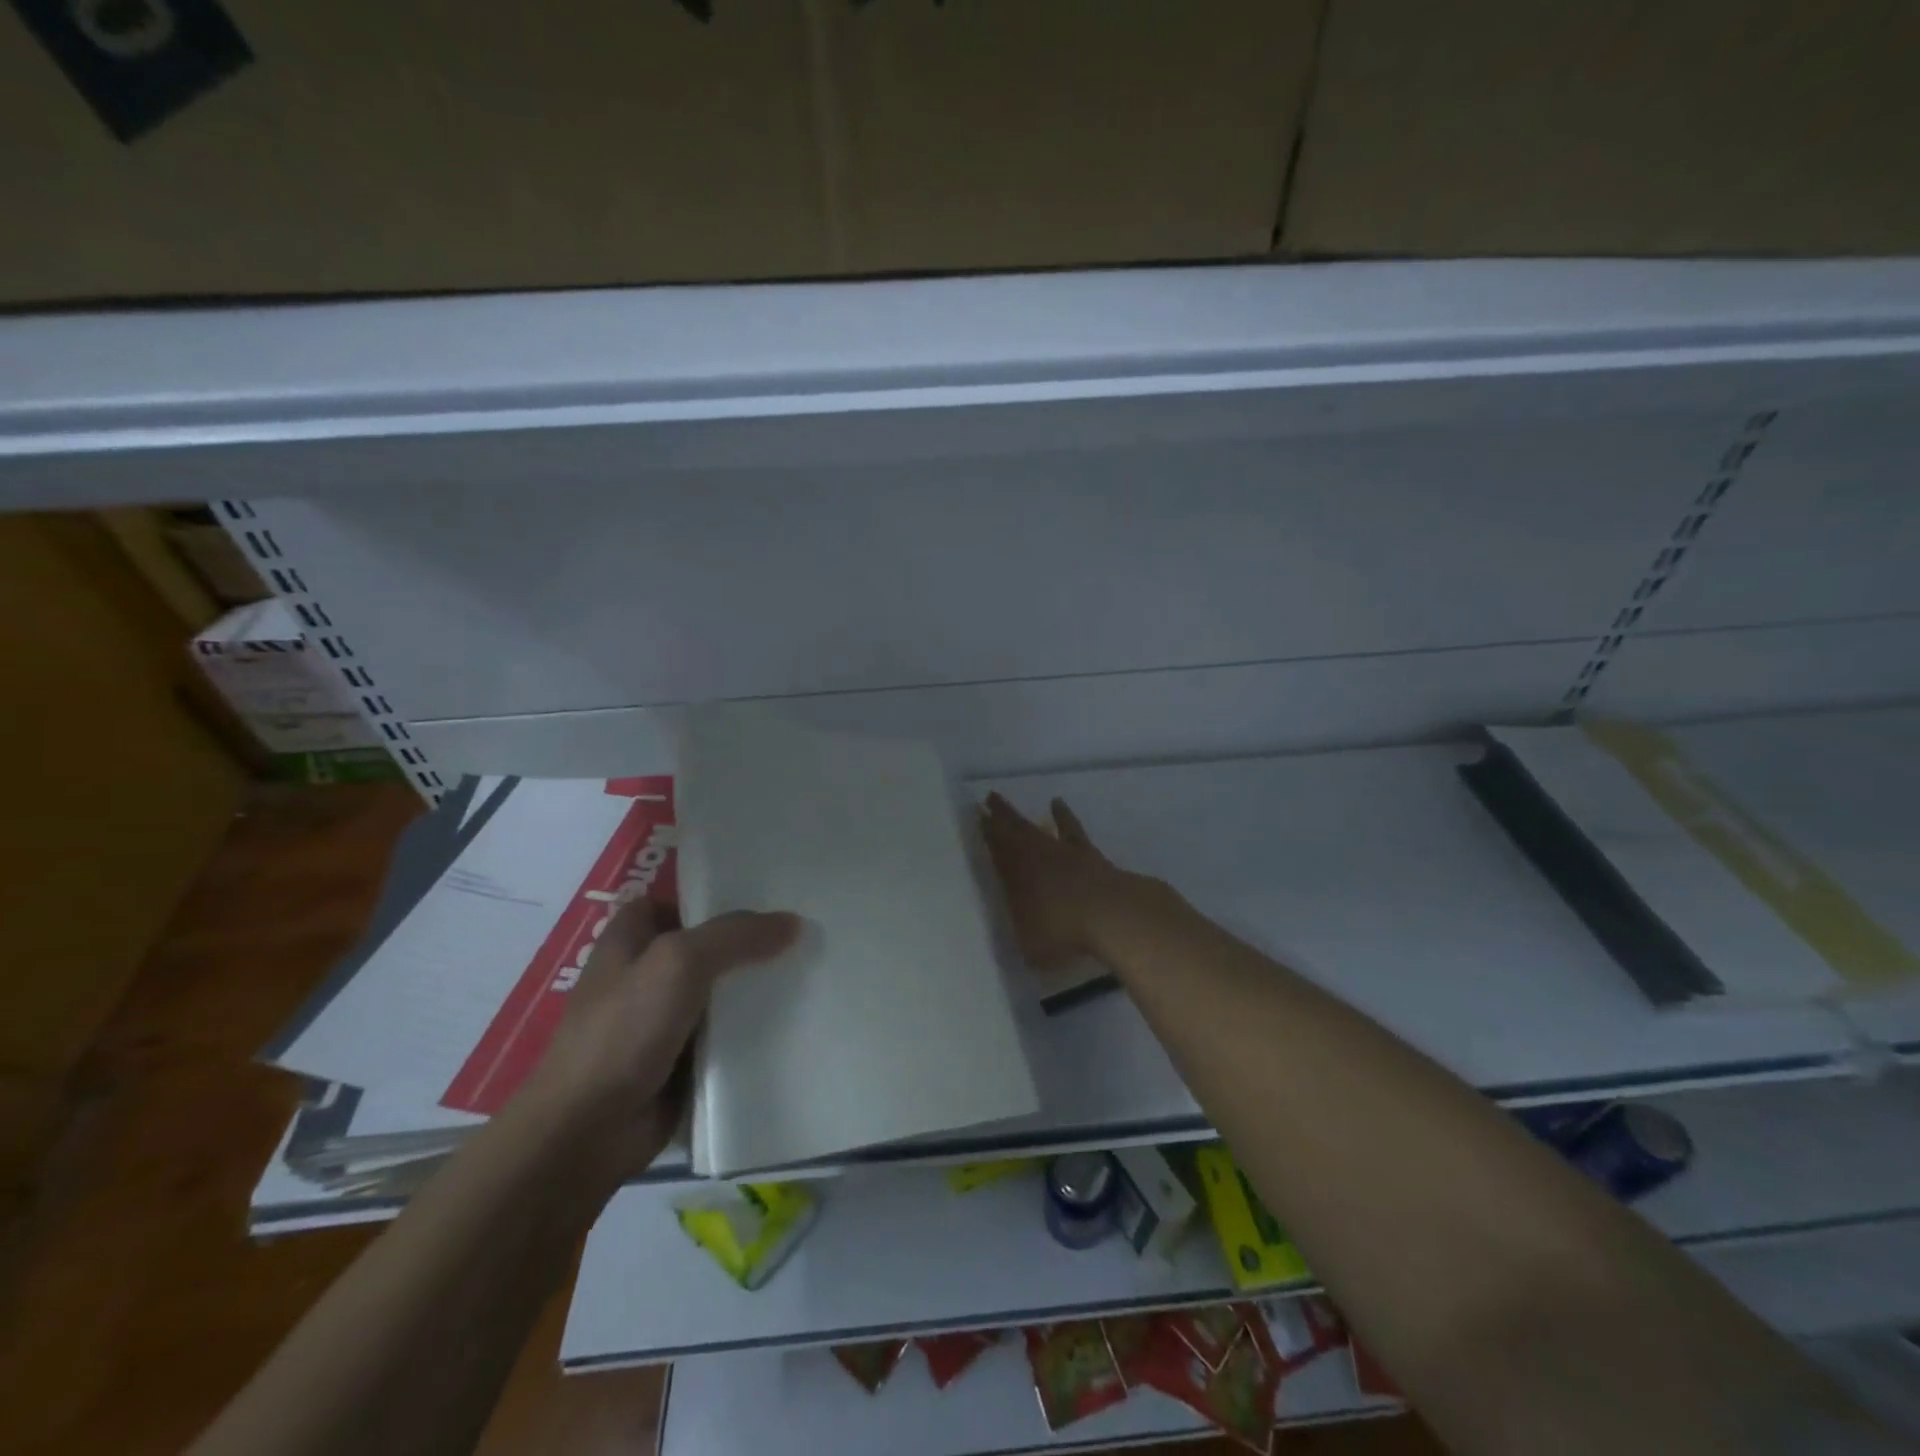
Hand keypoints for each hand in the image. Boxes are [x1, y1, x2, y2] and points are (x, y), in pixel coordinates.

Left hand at [521, 900, 800, 1180]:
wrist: (589, 1131)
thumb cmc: (624, 1030)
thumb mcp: (679, 963)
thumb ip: (736, 936)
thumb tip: (794, 923)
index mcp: (630, 938)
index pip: (679, 901)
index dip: (717, 895)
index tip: (769, 894)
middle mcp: (647, 973)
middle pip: (709, 945)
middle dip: (751, 941)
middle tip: (804, 931)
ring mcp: (665, 1019)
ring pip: (722, 991)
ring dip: (758, 987)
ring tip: (813, 969)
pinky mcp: (683, 1060)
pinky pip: (728, 1034)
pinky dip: (755, 1029)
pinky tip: (796, 1020)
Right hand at [980, 793, 1136, 968]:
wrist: (1109, 914)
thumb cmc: (1063, 932)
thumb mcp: (1030, 945)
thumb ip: (1021, 932)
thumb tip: (1019, 928)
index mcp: (1015, 878)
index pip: (996, 851)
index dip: (986, 834)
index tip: (977, 816)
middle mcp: (1035, 858)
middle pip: (1012, 831)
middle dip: (998, 815)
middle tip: (988, 797)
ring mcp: (1062, 852)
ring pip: (1035, 827)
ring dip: (1020, 815)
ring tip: (1008, 801)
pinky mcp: (1087, 853)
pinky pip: (1070, 828)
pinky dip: (1063, 815)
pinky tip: (1058, 803)